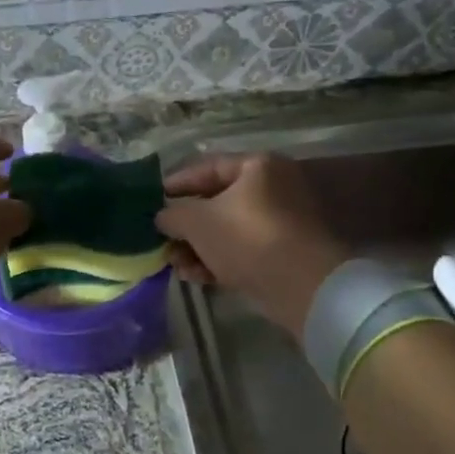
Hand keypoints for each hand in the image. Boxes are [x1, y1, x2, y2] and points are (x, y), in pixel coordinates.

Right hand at [156, 152, 350, 336]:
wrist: (303, 287)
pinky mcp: (282, 253)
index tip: (151, 200)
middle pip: (216, 202)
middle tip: (160, 239)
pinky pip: (241, 251)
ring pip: (227, 230)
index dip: (176, 184)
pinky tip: (195, 277)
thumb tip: (162, 216)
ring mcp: (280, 222)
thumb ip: (173, 214)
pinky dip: (217, 260)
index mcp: (257, 166)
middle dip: (185, 225)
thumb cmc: (247, 239)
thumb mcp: (197, 222)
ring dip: (197, 247)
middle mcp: (272, 187)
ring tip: (174, 265)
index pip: (206, 168)